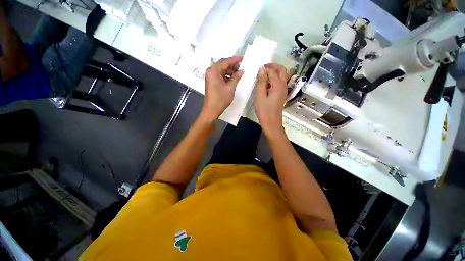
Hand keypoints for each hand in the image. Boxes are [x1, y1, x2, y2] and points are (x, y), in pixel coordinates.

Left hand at [201, 56, 243, 120]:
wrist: (212, 110)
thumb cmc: (221, 99)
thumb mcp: (230, 87)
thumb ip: (236, 77)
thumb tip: (242, 70)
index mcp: (214, 71)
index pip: (226, 61)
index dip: (235, 60)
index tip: (243, 58)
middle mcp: (210, 71)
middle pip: (222, 64)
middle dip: (232, 65)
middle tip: (242, 66)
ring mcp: (210, 77)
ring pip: (221, 70)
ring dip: (230, 71)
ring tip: (239, 72)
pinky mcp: (211, 82)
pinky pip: (220, 75)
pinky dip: (226, 76)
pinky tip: (233, 78)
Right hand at [254, 64, 287, 138]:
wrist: (272, 123)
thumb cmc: (264, 110)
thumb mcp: (260, 96)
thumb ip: (261, 82)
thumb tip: (262, 69)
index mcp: (278, 85)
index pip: (273, 71)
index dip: (265, 68)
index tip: (257, 68)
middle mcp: (283, 85)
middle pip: (282, 70)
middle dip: (273, 66)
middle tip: (263, 67)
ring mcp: (284, 90)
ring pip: (282, 76)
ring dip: (274, 72)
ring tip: (263, 76)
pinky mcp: (282, 95)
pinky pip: (280, 83)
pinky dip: (274, 80)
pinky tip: (266, 85)